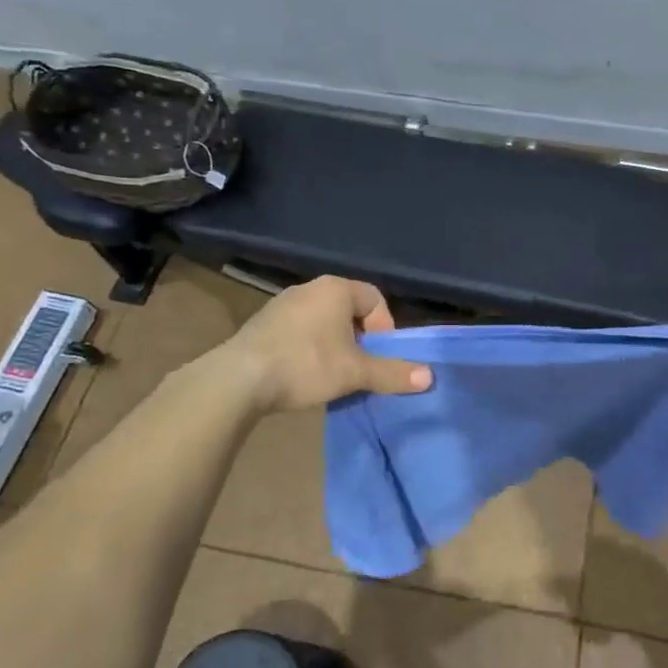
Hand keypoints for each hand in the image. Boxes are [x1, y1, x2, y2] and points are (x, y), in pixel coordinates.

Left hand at [217, 276, 432, 412]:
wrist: (238, 379)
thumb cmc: (306, 365)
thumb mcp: (355, 372)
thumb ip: (392, 373)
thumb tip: (429, 377)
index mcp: (336, 289)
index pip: (375, 299)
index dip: (384, 329)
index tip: (378, 357)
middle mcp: (309, 288)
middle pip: (349, 310)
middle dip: (360, 340)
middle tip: (359, 368)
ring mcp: (282, 304)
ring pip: (323, 321)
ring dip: (334, 345)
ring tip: (332, 375)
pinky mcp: (262, 324)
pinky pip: (299, 331)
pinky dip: (309, 348)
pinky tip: (303, 374)